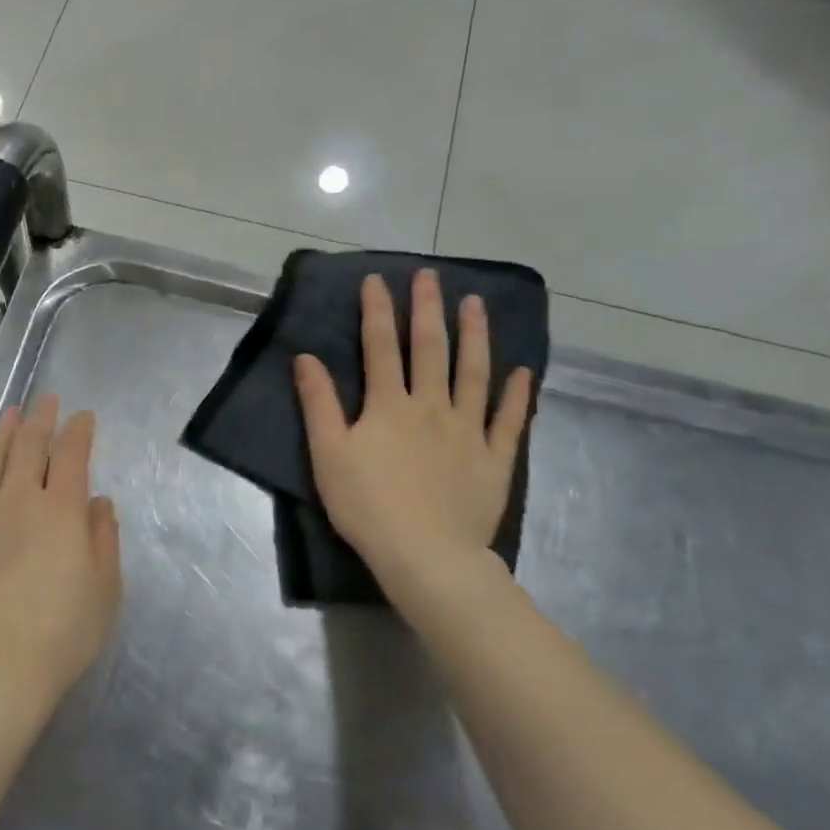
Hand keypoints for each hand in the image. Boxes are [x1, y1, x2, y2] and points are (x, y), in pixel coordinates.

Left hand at [0, 396, 123, 709]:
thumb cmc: (62, 630)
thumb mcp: (104, 588)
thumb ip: (102, 538)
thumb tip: (97, 502)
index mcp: (60, 509)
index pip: (70, 455)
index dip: (78, 431)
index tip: (83, 416)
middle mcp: (18, 500)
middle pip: (27, 447)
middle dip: (39, 420)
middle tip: (46, 402)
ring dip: (2, 434)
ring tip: (9, 416)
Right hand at [294, 270, 532, 598]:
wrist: (424, 554)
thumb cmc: (366, 504)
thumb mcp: (328, 453)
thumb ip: (318, 403)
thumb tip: (306, 358)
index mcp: (388, 405)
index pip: (380, 347)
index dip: (377, 311)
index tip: (377, 280)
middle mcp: (431, 406)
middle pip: (430, 349)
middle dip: (427, 309)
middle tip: (431, 276)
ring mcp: (468, 430)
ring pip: (474, 374)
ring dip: (475, 336)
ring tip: (476, 304)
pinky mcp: (494, 458)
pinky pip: (510, 420)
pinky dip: (518, 395)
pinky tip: (523, 372)